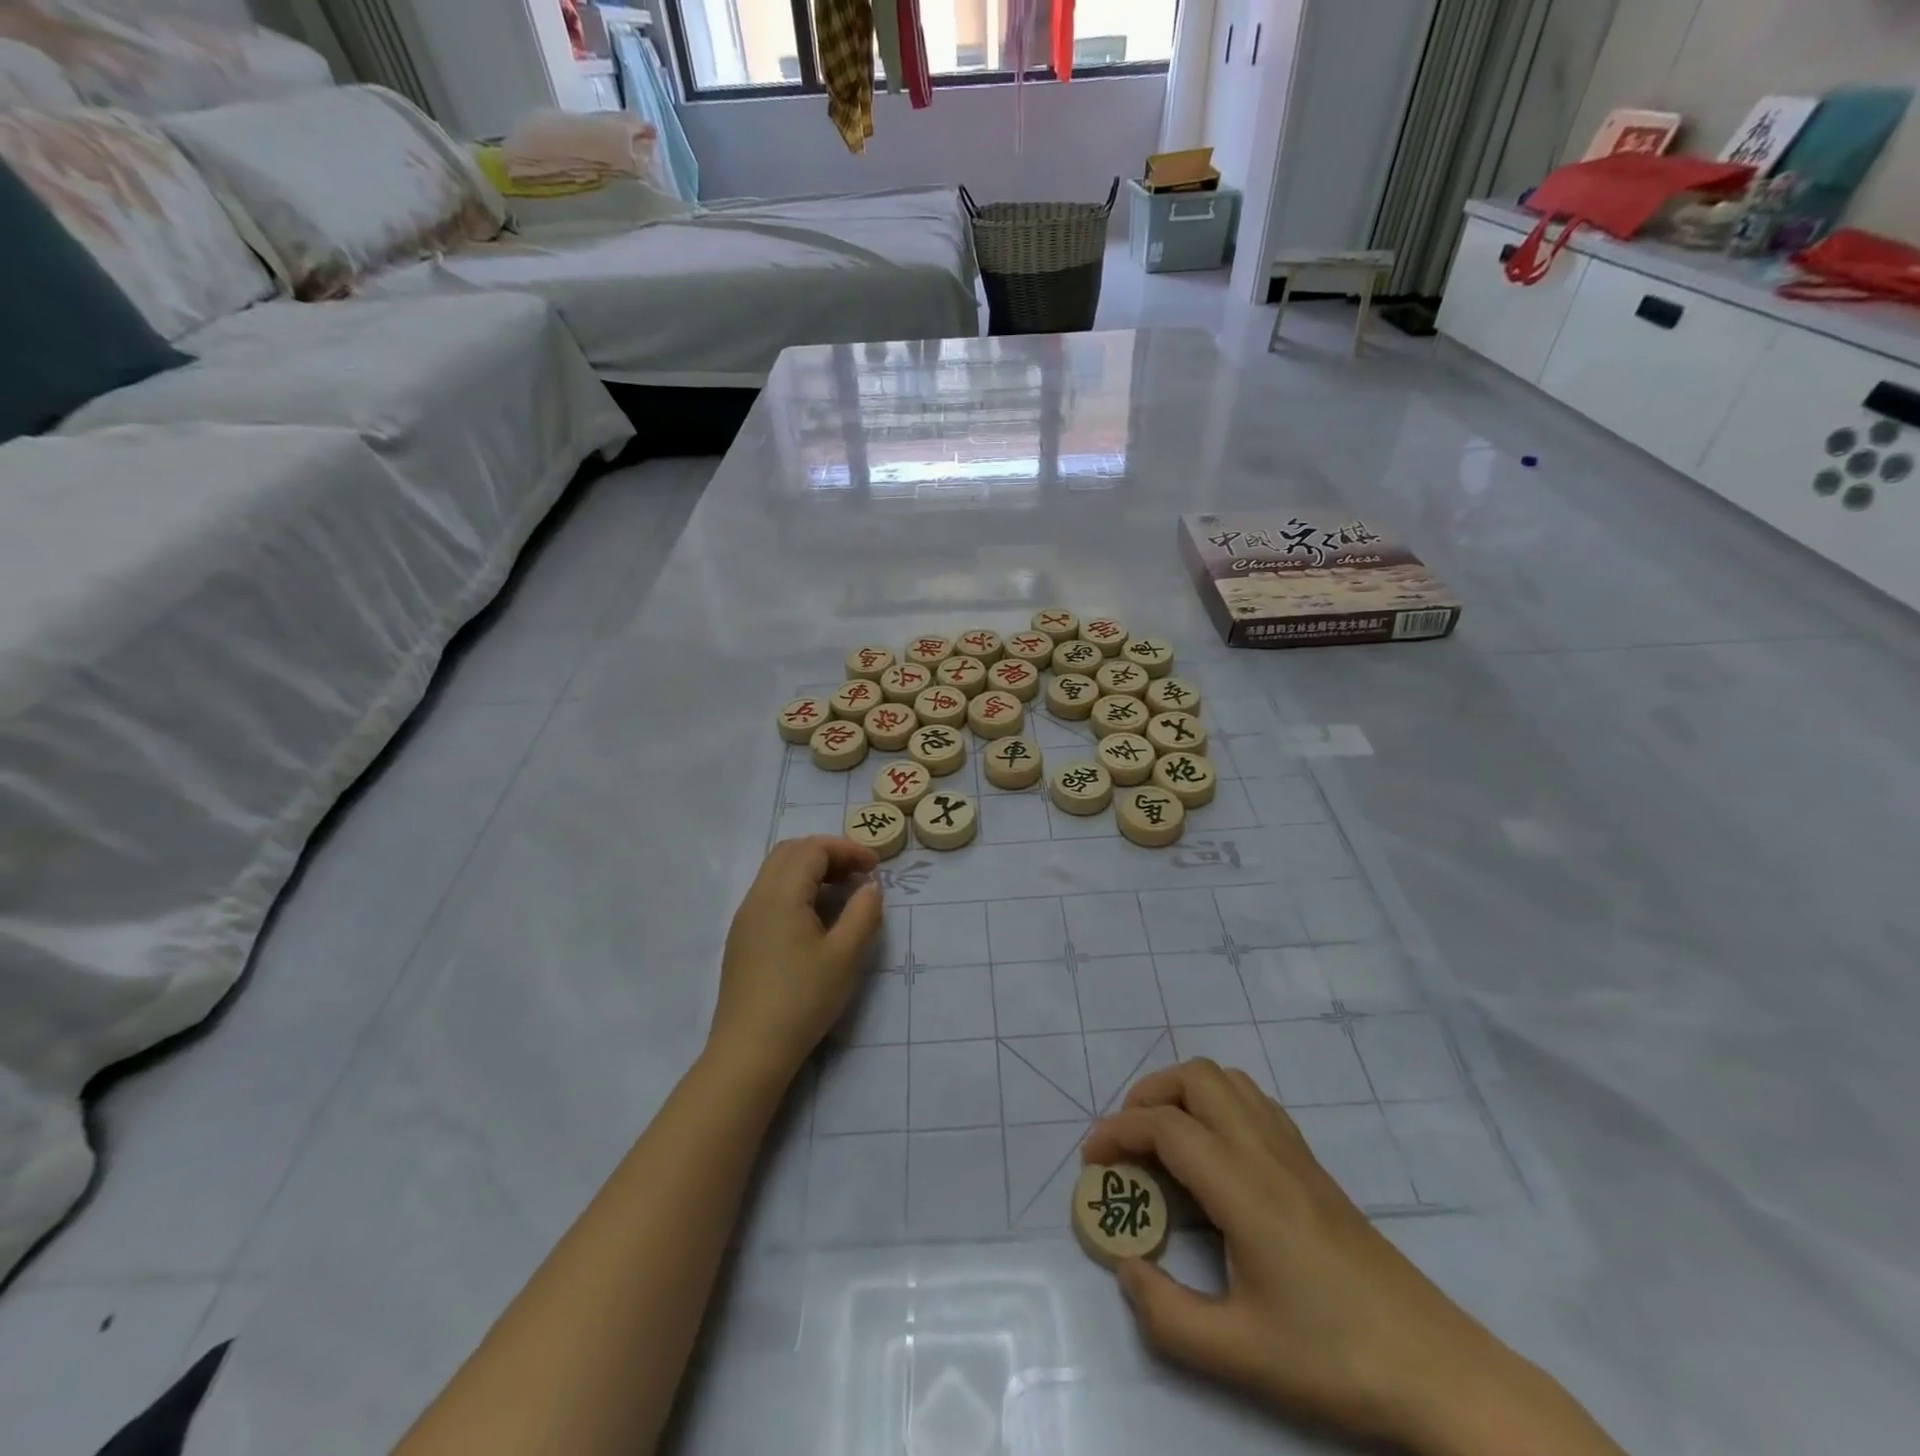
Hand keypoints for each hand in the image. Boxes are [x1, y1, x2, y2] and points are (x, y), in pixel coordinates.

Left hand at [708, 837, 883, 1084]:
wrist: (749, 1050)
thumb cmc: (802, 999)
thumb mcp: (844, 956)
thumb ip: (863, 914)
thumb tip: (870, 887)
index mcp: (780, 894)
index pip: (813, 849)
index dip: (847, 849)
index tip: (875, 867)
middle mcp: (757, 897)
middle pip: (790, 852)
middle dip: (827, 854)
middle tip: (858, 874)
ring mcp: (745, 918)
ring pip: (777, 872)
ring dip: (810, 871)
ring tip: (842, 892)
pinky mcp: (742, 939)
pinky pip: (769, 895)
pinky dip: (796, 889)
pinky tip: (815, 918)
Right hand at [1083, 1060, 1603, 1454]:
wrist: (1439, 1371)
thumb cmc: (1336, 1359)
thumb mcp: (1239, 1355)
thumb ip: (1166, 1314)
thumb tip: (1127, 1266)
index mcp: (1243, 1187)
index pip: (1165, 1127)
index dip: (1117, 1132)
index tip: (1091, 1160)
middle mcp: (1265, 1151)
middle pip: (1196, 1078)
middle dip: (1148, 1095)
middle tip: (1126, 1141)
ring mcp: (1294, 1152)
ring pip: (1228, 1080)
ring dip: (1184, 1092)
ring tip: (1163, 1139)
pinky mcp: (1313, 1165)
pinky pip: (1254, 1102)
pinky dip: (1217, 1103)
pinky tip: (1213, 1153)